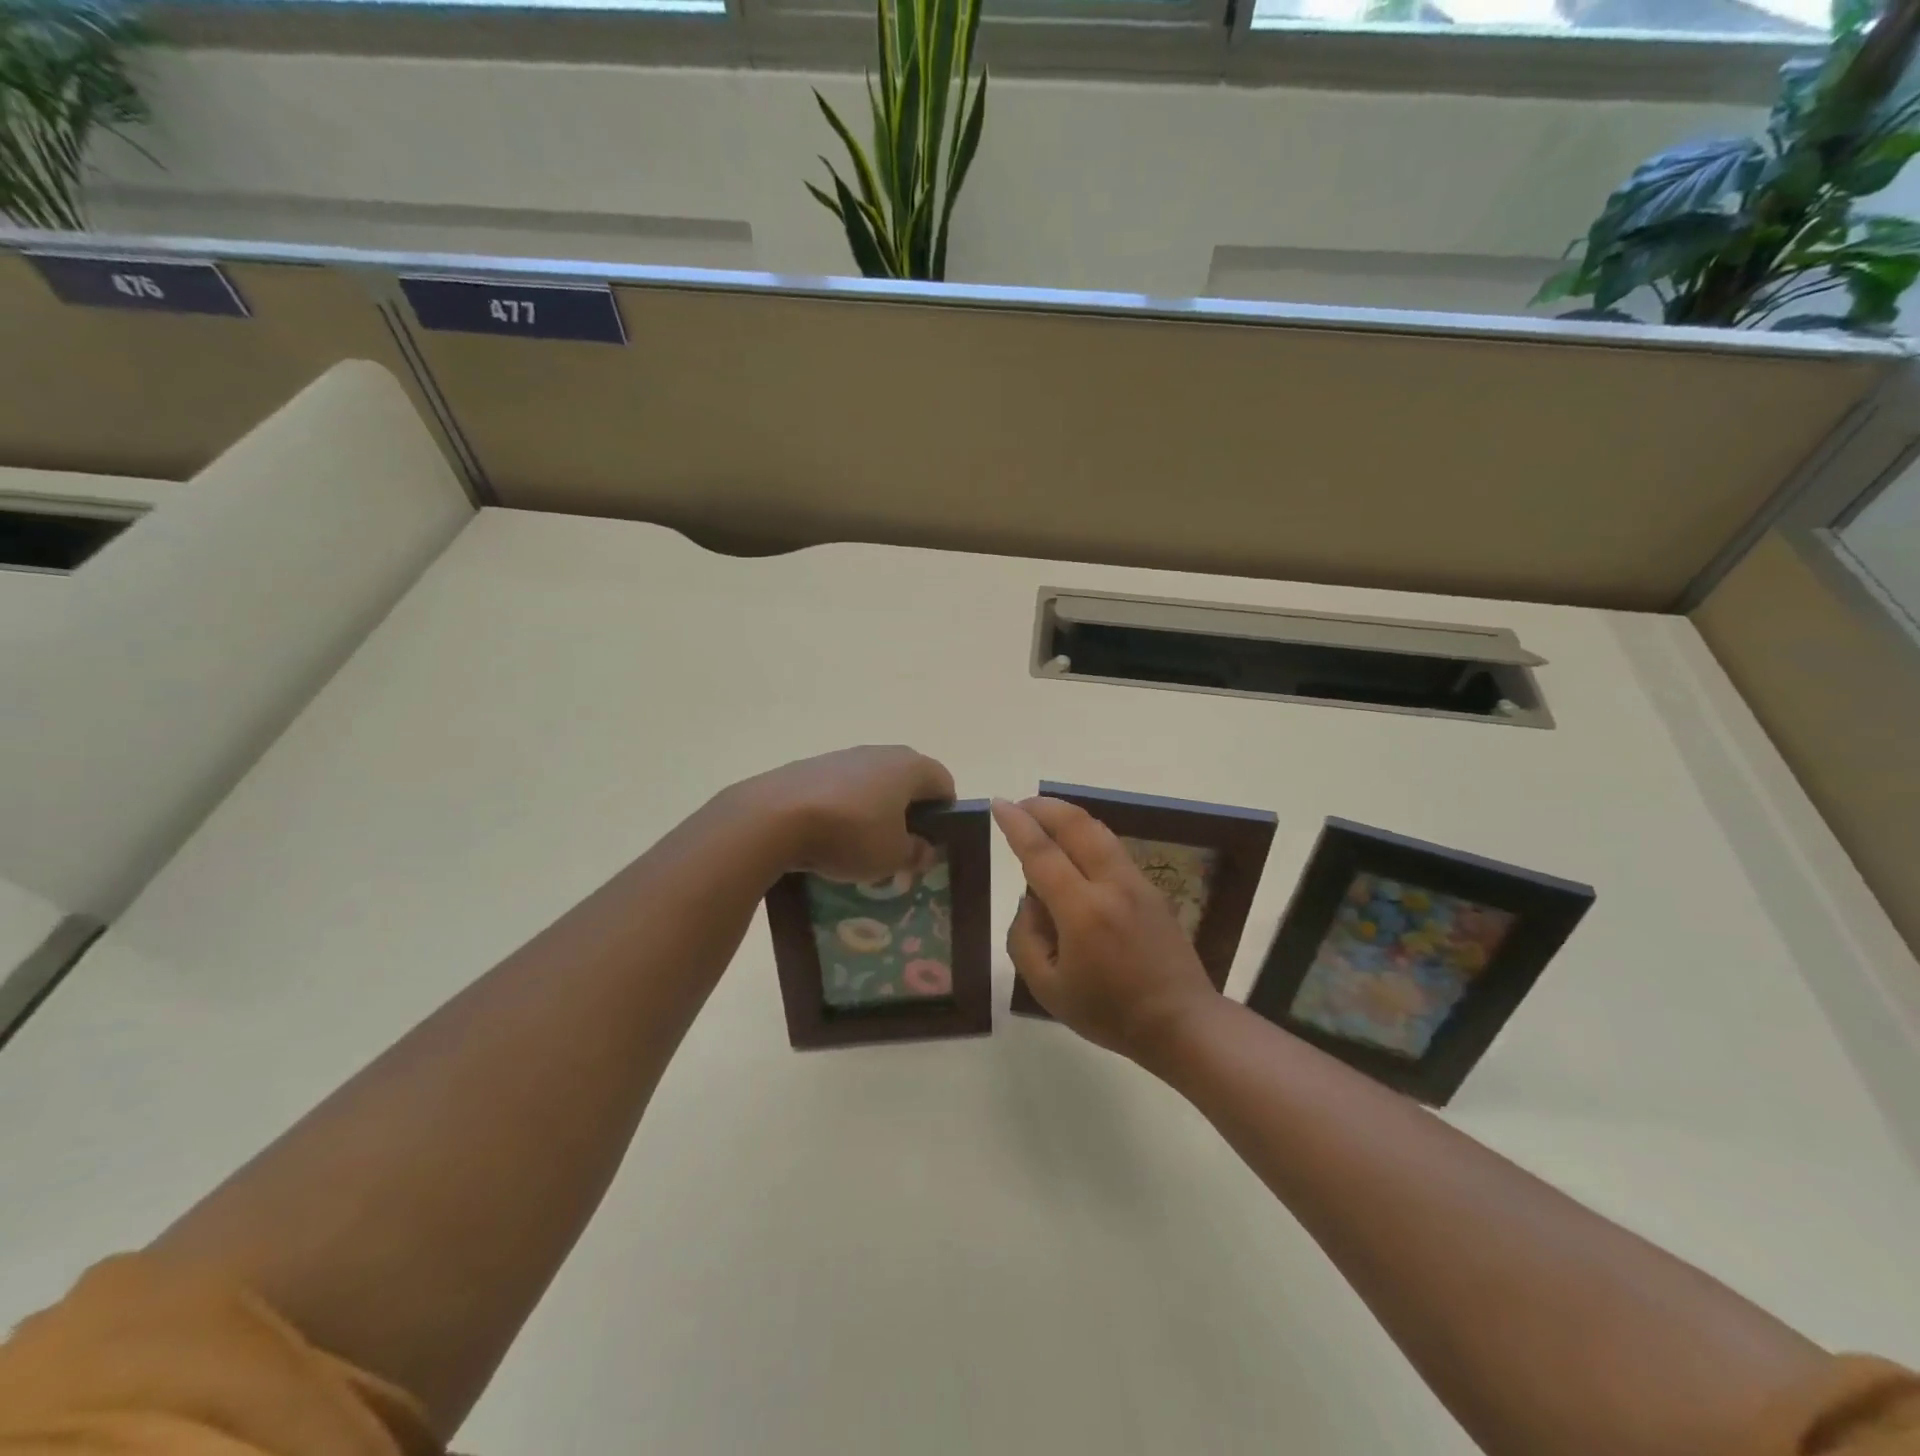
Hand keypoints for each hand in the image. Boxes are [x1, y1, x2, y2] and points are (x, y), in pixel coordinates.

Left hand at [732, 745, 955, 882]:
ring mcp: (841, 756)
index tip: (932, 842)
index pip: (944, 783)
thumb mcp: (892, 856)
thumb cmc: (849, 834)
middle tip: (899, 846)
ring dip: (872, 810)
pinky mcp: (809, 767)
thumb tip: (925, 850)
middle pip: (906, 781)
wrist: (773, 817)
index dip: (945, 814)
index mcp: (910, 767)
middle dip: (907, 813)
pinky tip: (827, 838)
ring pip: (870, 784)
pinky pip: (839, 789)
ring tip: (859, 847)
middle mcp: (879, 753)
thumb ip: (915, 853)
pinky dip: (841, 810)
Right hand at [992, 796, 1219, 1064]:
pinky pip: (1112, 849)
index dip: (1017, 825)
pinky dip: (1086, 838)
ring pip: (1098, 831)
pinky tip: (1073, 853)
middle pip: (1077, 825)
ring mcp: (1137, 882)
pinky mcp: (1152, 888)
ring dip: (1067, 818)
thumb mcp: (1047, 989)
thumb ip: (1025, 938)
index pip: (1042, 853)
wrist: (1181, 1022)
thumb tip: (1031, 902)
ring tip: (1043, 820)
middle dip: (1044, 807)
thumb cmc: (1109, 1013)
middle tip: (1019, 806)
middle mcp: (1112, 885)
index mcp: (1083, 911)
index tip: (998, 804)